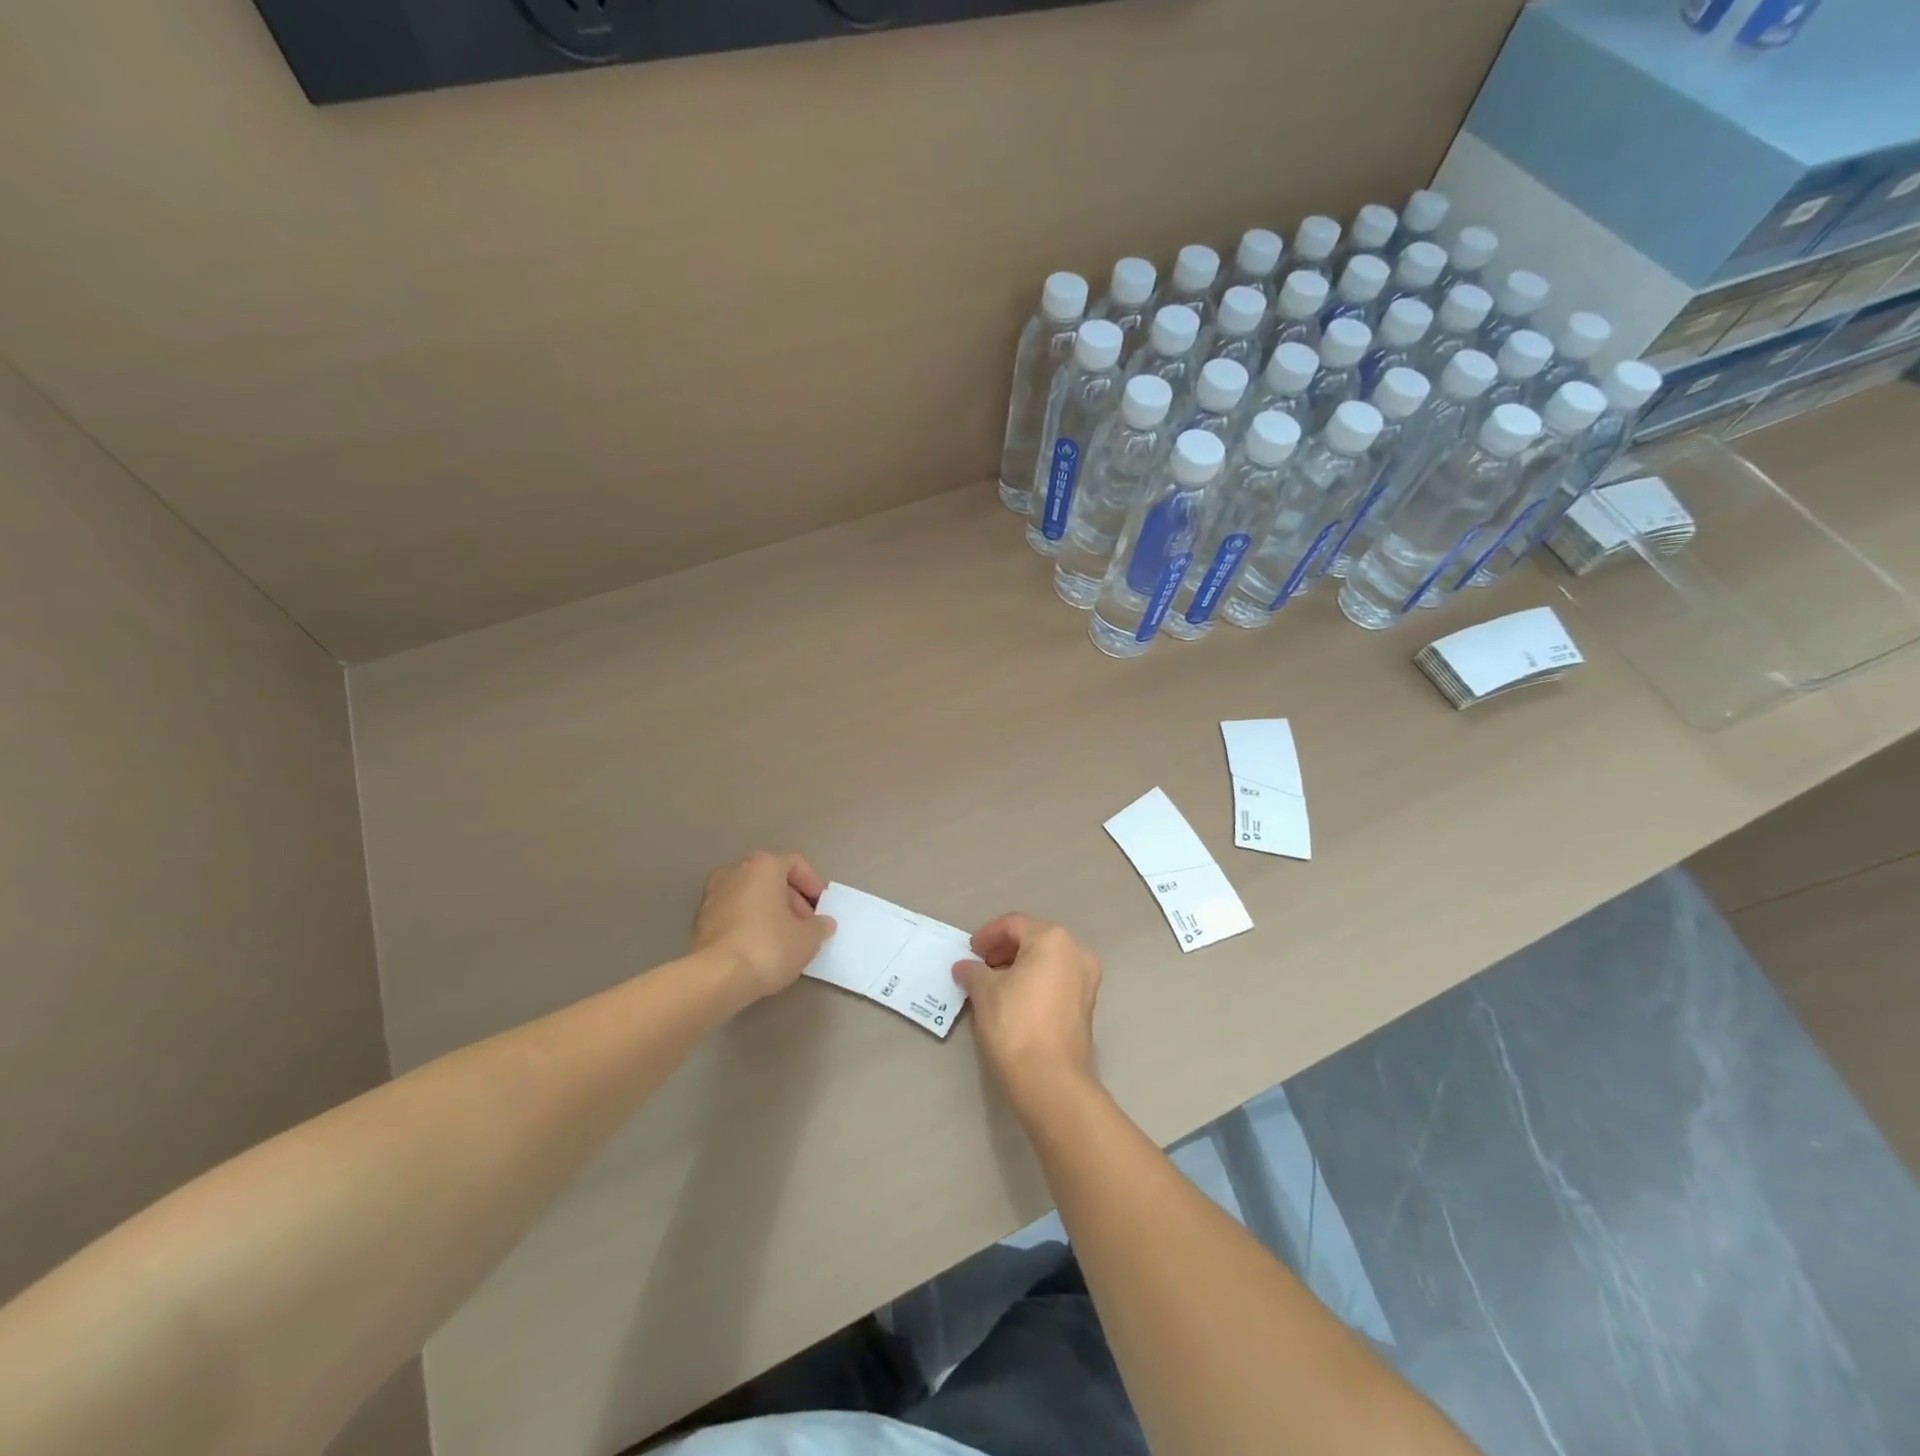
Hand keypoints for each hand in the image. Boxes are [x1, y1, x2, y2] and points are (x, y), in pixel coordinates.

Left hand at [692, 852, 836, 1004]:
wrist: (717, 978)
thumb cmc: (769, 946)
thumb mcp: (808, 938)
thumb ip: (820, 926)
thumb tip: (823, 923)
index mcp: (763, 866)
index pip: (794, 863)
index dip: (812, 884)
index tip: (821, 907)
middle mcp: (734, 872)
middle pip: (770, 879)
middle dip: (791, 900)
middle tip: (806, 925)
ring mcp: (712, 895)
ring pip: (750, 896)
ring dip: (769, 912)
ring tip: (784, 939)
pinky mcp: (699, 921)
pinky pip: (733, 914)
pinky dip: (748, 924)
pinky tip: (760, 948)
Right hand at [954, 914, 1101, 1112]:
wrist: (1050, 1080)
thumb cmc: (1015, 1024)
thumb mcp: (984, 992)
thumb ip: (973, 971)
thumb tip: (965, 967)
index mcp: (1052, 939)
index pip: (1013, 925)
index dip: (987, 935)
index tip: (970, 952)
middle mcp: (1076, 952)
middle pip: (1033, 939)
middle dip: (1004, 950)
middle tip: (980, 966)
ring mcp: (1086, 979)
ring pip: (1047, 960)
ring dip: (1019, 966)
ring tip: (994, 984)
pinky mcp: (1087, 1005)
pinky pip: (1057, 980)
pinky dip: (1035, 982)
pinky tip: (1014, 999)